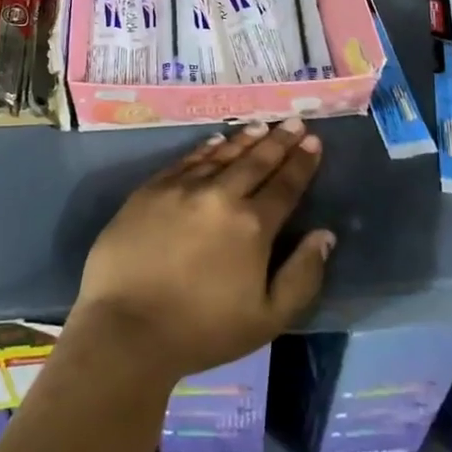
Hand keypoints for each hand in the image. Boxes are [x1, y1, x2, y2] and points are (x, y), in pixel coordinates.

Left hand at [71, 120, 334, 385]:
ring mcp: (182, 188)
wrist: (127, 328)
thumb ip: (302, 275)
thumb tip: (324, 235)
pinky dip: (205, 148)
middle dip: (278, 140)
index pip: (284, 185)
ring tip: (261, 126)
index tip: (313, 141)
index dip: (301, 163)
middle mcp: (219, 196)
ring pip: (221, 155)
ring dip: (244, 139)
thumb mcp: (268, 318)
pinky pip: (186, 160)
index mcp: (252, 226)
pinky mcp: (150, 190)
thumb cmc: (202, 331)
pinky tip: (216, 140)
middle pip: (255, 161)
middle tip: (293, 121)